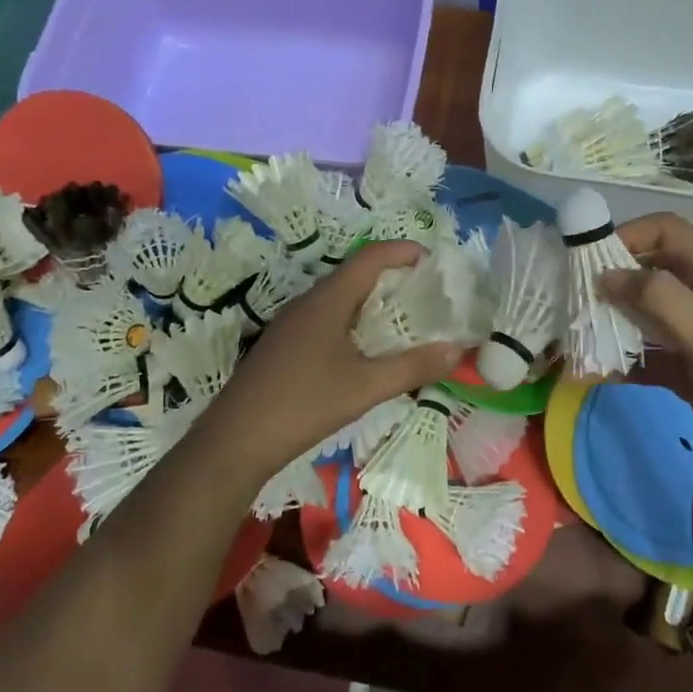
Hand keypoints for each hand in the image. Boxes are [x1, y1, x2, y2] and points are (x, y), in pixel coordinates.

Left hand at [197, 241, 464, 474]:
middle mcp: (309, 302)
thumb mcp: (366, 388)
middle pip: (357, 274)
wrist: (236, 440)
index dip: (404, 251)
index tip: (435, 261)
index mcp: (328, 300)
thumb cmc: (304, 404)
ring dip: (373, 302)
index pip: (371, 257)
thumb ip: (413, 367)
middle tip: (428, 295)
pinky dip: (355, 323)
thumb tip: (457, 350)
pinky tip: (366, 351)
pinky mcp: (284, 345)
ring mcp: (292, 323)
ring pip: (341, 299)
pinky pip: (327, 319)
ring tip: (405, 322)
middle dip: (394, 278)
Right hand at [599, 214, 692, 495]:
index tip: (588, 260)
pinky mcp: (691, 370)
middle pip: (649, 271)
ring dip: (611, 322)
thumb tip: (606, 275)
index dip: (627, 235)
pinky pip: (649, 356)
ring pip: (644, 315)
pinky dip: (623, 361)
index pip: (665, 232)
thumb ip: (659, 298)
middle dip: (610, 280)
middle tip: (572, 299)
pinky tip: (594, 374)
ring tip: (575, 336)